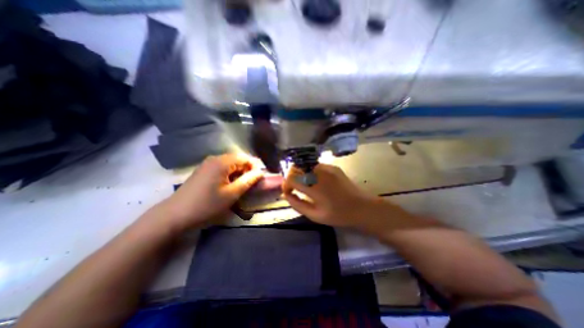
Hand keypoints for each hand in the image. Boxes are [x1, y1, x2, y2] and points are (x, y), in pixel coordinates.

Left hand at [159, 153, 261, 230]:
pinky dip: (229, 175)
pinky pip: (221, 168)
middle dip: (247, 170)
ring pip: (230, 164)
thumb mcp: (232, 194)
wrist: (175, 215)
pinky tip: (228, 186)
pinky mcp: (203, 170)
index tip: (259, 179)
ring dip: (238, 173)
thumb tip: (260, 172)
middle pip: (237, 159)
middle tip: (251, 184)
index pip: (245, 157)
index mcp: (222, 162)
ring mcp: (207, 164)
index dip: (254, 167)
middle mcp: (215, 158)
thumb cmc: (207, 204)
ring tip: (241, 186)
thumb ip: (248, 181)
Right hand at [284, 163, 391, 230]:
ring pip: (305, 165)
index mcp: (314, 187)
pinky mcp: (333, 166)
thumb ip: (297, 204)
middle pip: (296, 167)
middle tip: (294, 188)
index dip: (286, 185)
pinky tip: (315, 182)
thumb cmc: (338, 215)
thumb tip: (285, 196)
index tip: (288, 193)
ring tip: (303, 185)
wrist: (362, 207)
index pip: (291, 178)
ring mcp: (327, 167)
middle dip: (291, 177)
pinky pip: (315, 166)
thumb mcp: (315, 215)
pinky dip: (310, 172)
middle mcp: (319, 173)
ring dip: (300, 174)